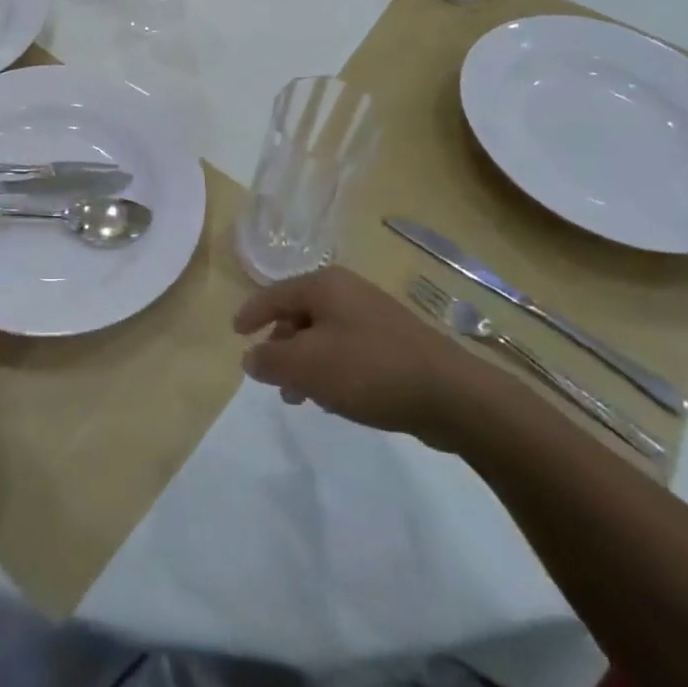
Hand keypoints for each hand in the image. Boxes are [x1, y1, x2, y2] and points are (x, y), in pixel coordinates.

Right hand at [234, 267, 493, 450]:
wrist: (452, 395)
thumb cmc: (369, 370)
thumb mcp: (307, 366)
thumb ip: (270, 360)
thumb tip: (251, 357)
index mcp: (324, 286)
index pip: (274, 294)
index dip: (251, 313)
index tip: (235, 333)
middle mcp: (348, 291)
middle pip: (299, 314)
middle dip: (281, 346)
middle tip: (271, 377)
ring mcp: (375, 316)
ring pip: (324, 335)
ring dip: (306, 363)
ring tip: (300, 398)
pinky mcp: (395, 343)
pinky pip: (349, 350)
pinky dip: (332, 369)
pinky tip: (335, 401)